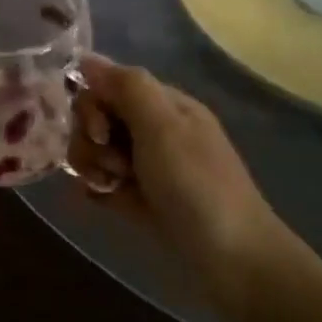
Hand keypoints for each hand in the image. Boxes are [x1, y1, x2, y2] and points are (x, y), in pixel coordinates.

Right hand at [69, 55, 282, 321]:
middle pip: (97, 117)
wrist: (235, 263)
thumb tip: (86, 58)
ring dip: (93, 165)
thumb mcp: (162, 127)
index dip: (93, 104)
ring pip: (96, 149)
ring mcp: (148, 166)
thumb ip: (125, 87)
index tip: (100, 132)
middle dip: (91, 138)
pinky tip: (100, 199)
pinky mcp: (140, 199)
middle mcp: (155, 130)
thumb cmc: (197, 187)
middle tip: (111, 165)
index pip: (109, 85)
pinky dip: (96, 188)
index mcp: (165, 106)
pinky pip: (103, 181)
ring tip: (111, 187)